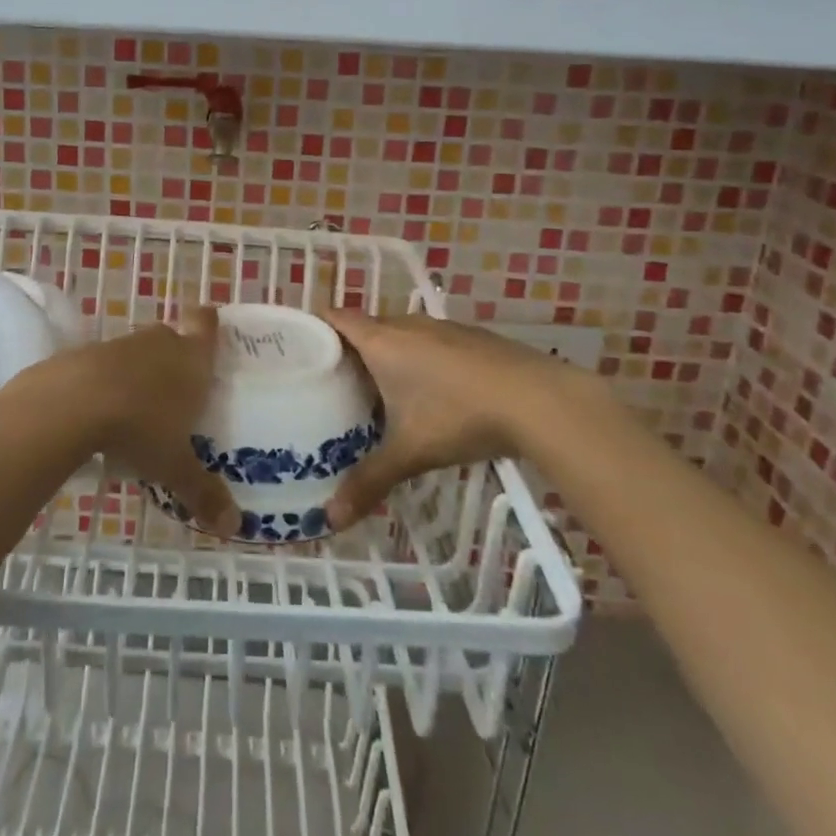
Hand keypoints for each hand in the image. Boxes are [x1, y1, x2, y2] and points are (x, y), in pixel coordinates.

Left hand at [38, 308, 240, 538]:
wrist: (71, 402)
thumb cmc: (139, 426)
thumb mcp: (174, 466)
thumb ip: (202, 492)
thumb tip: (234, 527)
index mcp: (192, 359)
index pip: (206, 324)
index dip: (208, 323)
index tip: (208, 331)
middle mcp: (160, 343)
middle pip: (173, 338)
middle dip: (175, 360)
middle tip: (179, 392)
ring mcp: (121, 345)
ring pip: (139, 352)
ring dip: (141, 373)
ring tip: (142, 411)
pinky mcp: (86, 354)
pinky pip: (107, 365)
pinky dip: (109, 382)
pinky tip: (105, 413)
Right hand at [320, 309, 602, 529]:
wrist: (538, 400)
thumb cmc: (459, 416)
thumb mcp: (410, 453)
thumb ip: (368, 482)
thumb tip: (330, 519)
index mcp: (381, 341)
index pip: (335, 317)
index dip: (313, 326)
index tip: (298, 347)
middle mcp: (407, 324)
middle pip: (366, 326)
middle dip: (348, 349)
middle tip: (333, 383)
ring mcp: (443, 327)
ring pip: (401, 333)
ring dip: (387, 354)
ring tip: (377, 391)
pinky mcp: (472, 337)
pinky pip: (431, 341)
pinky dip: (420, 358)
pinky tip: (432, 392)